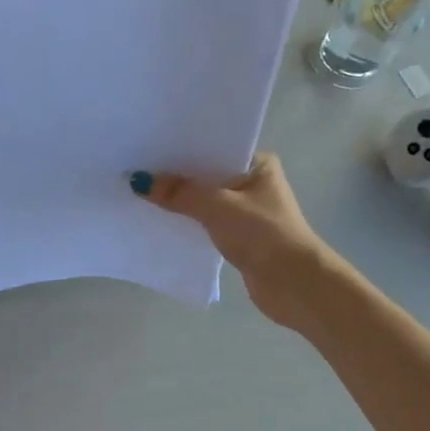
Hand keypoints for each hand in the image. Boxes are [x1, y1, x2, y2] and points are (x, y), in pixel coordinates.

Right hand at [132, 153, 332, 331]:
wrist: (295, 285)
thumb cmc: (263, 234)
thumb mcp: (217, 207)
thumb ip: (179, 193)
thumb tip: (138, 181)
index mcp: (258, 164)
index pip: (214, 147)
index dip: (182, 147)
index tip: (148, 145)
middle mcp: (253, 183)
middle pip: (206, 174)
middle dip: (176, 175)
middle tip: (135, 166)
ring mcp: (246, 211)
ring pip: (204, 199)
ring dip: (179, 200)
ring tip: (140, 191)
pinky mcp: (238, 237)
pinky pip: (204, 222)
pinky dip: (186, 221)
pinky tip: (159, 219)